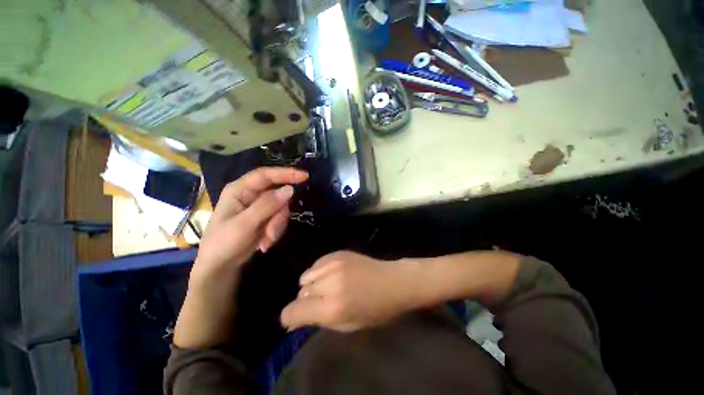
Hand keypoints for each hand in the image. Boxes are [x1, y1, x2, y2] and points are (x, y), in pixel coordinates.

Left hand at [191, 167, 307, 282]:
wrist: (220, 267)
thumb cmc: (224, 243)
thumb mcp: (245, 224)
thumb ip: (267, 205)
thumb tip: (290, 189)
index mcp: (240, 190)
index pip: (266, 175)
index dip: (286, 173)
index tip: (305, 177)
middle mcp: (251, 195)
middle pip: (278, 195)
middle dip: (279, 214)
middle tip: (272, 231)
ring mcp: (259, 207)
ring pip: (281, 209)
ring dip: (277, 226)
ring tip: (266, 240)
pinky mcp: (265, 218)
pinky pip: (280, 219)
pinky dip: (275, 231)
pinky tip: (264, 243)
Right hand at [280, 251, 419, 331]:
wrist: (393, 281)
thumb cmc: (376, 310)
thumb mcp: (348, 325)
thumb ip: (319, 321)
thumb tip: (295, 321)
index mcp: (332, 307)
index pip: (293, 311)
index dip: (290, 317)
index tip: (295, 319)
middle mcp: (329, 283)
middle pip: (300, 293)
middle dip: (306, 301)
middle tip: (322, 303)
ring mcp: (333, 264)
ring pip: (306, 277)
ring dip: (312, 285)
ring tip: (327, 287)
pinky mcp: (338, 253)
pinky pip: (316, 263)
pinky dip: (319, 272)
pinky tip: (332, 275)